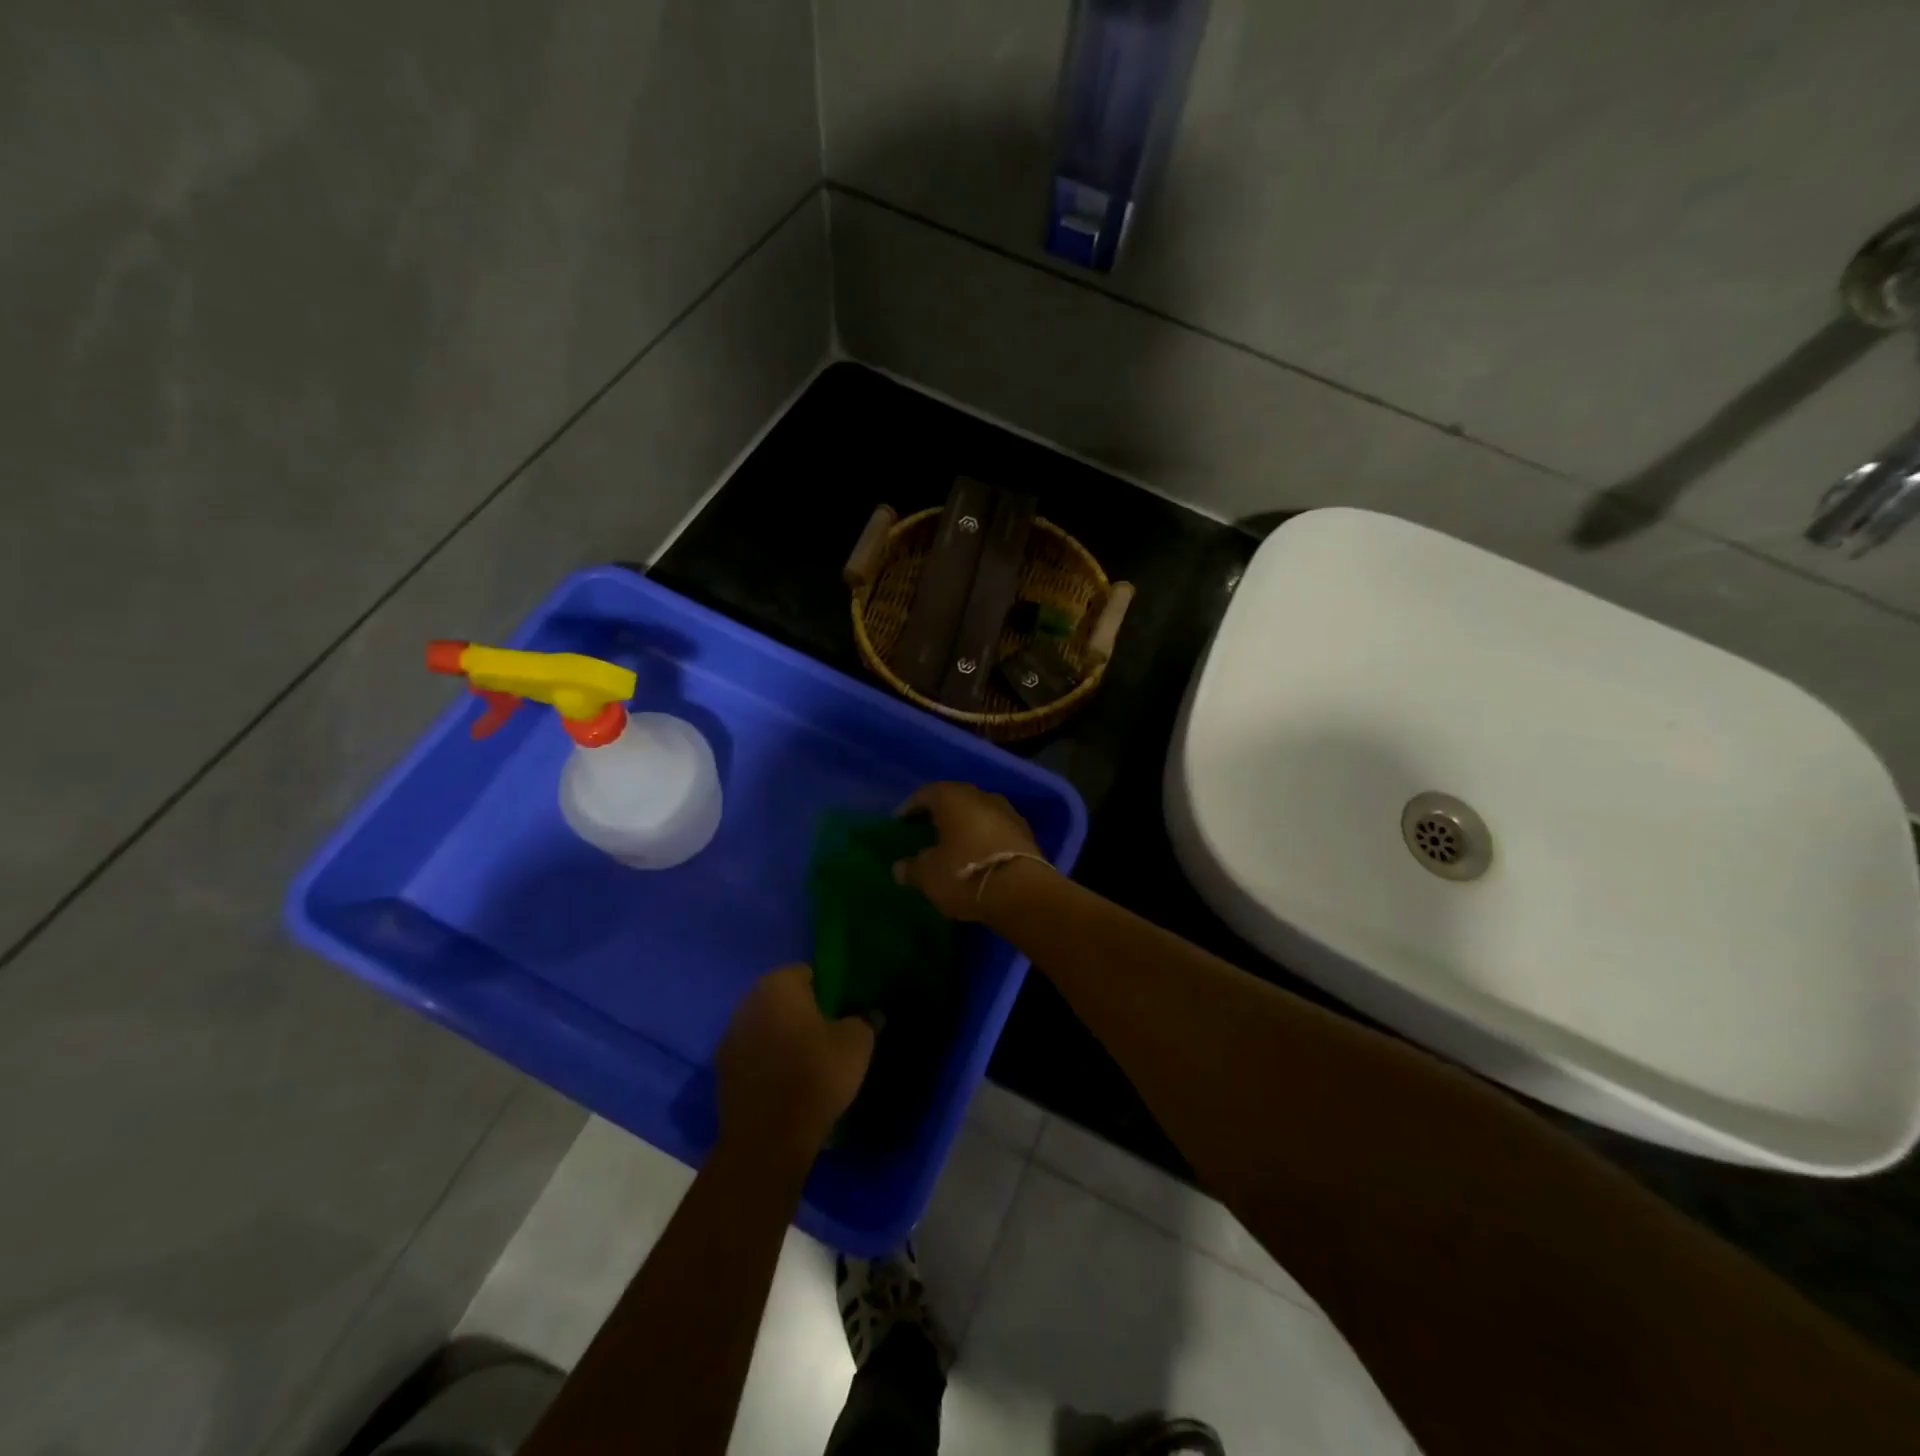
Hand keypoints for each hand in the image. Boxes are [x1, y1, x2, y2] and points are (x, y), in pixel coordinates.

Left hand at [716, 966, 874, 1156]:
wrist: (768, 1138)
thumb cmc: (815, 1075)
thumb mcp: (856, 1044)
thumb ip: (865, 1021)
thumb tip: (871, 1014)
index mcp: (778, 986)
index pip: (805, 973)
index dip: (825, 988)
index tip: (840, 1010)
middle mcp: (748, 1002)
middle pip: (780, 999)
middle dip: (800, 1012)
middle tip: (827, 1033)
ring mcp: (730, 1037)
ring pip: (764, 1026)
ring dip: (781, 1037)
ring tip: (806, 1061)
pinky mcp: (722, 1071)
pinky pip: (752, 1055)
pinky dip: (766, 1062)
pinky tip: (785, 1083)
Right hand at [895, 782, 1046, 921]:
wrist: (1023, 892)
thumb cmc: (966, 875)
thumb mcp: (928, 876)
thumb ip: (911, 868)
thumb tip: (899, 867)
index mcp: (953, 798)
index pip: (925, 794)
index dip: (910, 808)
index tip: (900, 823)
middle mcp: (981, 796)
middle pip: (954, 799)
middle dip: (939, 814)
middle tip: (925, 831)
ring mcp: (1007, 813)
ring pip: (978, 813)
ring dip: (964, 826)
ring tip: (951, 845)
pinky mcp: (1026, 833)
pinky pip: (995, 830)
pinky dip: (983, 838)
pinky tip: (976, 855)